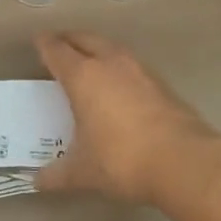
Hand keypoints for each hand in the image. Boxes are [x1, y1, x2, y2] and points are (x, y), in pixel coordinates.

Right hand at [34, 32, 220, 206]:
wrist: (183, 160)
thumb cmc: (122, 159)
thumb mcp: (84, 172)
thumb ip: (57, 174)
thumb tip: (37, 181)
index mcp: (83, 76)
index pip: (58, 51)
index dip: (45, 44)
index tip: (38, 41)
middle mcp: (109, 63)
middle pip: (85, 39)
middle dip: (70, 39)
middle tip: (59, 45)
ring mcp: (138, 69)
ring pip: (110, 47)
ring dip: (96, 48)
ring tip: (88, 60)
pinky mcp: (160, 81)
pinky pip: (129, 63)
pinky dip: (117, 65)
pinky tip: (118, 82)